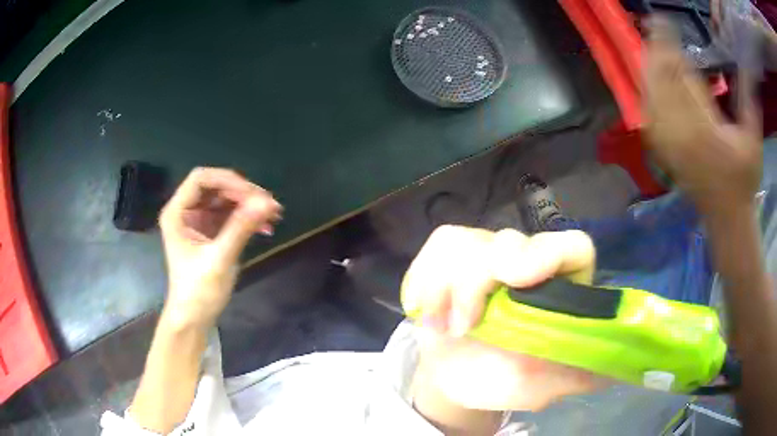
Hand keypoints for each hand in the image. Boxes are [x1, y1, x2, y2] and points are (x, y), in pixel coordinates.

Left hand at [159, 168, 281, 328]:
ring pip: (226, 200)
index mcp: (178, 212)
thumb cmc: (198, 291)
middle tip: (269, 204)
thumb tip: (267, 203)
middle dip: (243, 193)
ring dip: (249, 205)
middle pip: (216, 187)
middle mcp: (187, 211)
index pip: (201, 179)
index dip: (227, 181)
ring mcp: (199, 221)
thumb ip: (241, 228)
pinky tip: (266, 226)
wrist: (194, 318)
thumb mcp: (219, 259)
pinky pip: (231, 215)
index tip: (253, 195)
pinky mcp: (211, 232)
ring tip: (274, 214)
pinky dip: (247, 218)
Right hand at [402, 226, 606, 422]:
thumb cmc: (501, 379)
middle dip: (480, 278)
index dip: (551, 254)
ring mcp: (488, 253)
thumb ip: (573, 377)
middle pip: (511, 239)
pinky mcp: (452, 254)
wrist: (453, 377)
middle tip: (465, 324)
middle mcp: (527, 261)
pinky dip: (425, 280)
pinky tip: (428, 311)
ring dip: (448, 286)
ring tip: (446, 328)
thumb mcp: (539, 386)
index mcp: (559, 287)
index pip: (572, 247)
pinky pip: (437, 245)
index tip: (519, 280)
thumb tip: (611, 371)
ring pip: (468, 240)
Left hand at [642, 17, 762, 214]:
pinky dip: (647, 89)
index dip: (670, 44)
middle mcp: (681, 132)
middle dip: (656, 48)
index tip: (664, 22)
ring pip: (651, 93)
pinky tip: (649, 77)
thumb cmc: (743, 180)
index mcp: (704, 127)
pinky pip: (648, 113)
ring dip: (649, 65)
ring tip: (651, 44)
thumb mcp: (753, 140)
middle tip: (653, 26)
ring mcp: (669, 143)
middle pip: (661, 79)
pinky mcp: (663, 152)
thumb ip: (749, 101)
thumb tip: (745, 67)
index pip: (681, 73)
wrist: (726, 218)